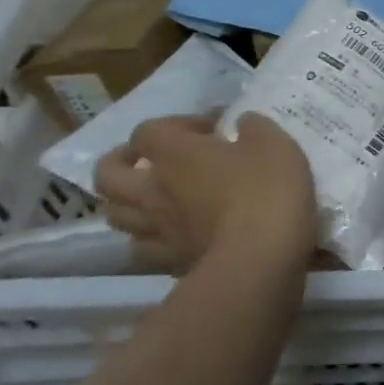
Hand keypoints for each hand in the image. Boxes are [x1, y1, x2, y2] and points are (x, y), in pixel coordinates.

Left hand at [95, 112, 316, 275]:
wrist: (261, 257)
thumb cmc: (268, 190)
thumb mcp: (275, 144)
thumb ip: (255, 127)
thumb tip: (242, 123)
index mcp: (176, 154)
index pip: (148, 130)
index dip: (176, 124)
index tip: (211, 130)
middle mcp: (153, 190)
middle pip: (108, 174)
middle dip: (121, 162)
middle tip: (149, 160)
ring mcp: (156, 229)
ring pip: (116, 214)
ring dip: (129, 202)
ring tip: (155, 199)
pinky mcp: (169, 261)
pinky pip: (143, 247)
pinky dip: (151, 238)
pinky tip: (172, 234)